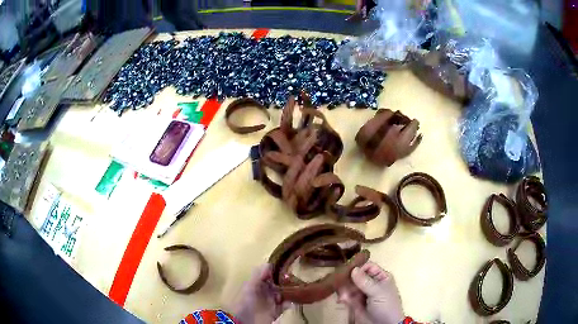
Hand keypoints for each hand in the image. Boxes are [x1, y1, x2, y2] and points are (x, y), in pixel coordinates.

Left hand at [231, 264, 289, 323]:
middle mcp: (265, 291)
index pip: (269, 274)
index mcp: (257, 284)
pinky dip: (288, 304)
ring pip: (283, 294)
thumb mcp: (250, 286)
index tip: (288, 266)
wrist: (245, 321)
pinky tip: (289, 303)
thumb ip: (258, 275)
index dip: (277, 270)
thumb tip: (269, 263)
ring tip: (296, 290)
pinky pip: (285, 305)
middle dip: (286, 281)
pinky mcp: (275, 311)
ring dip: (289, 292)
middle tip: (295, 279)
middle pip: (278, 284)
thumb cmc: (246, 302)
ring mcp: (271, 302)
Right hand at [337, 262, 404, 323]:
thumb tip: (353, 269)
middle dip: (348, 280)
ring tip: (343, 296)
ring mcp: (362, 293)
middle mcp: (371, 283)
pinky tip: (342, 300)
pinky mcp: (354, 303)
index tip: (349, 271)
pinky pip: (346, 296)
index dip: (359, 268)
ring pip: (349, 286)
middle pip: (356, 276)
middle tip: (341, 284)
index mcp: (381, 277)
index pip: (368, 267)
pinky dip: (343, 297)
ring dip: (345, 290)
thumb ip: (365, 281)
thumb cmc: (386, 306)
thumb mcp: (378, 292)